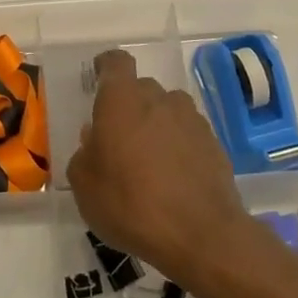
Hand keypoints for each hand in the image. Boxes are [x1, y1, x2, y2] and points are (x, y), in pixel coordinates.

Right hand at [66, 49, 252, 287]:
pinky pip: (188, 135)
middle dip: (129, 106)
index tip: (98, 77)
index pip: (116, 62)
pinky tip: (172, 178)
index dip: (106, 66)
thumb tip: (94, 140)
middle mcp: (159, 99)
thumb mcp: (85, 187)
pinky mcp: (214, 144)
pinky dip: (178, 147)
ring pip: (168, 110)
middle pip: (142, 89)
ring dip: (156, 125)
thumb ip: (84, 155)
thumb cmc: (130, 204)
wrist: (200, 234)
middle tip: (118, 138)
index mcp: (122, 101)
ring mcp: (191, 120)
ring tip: (148, 160)